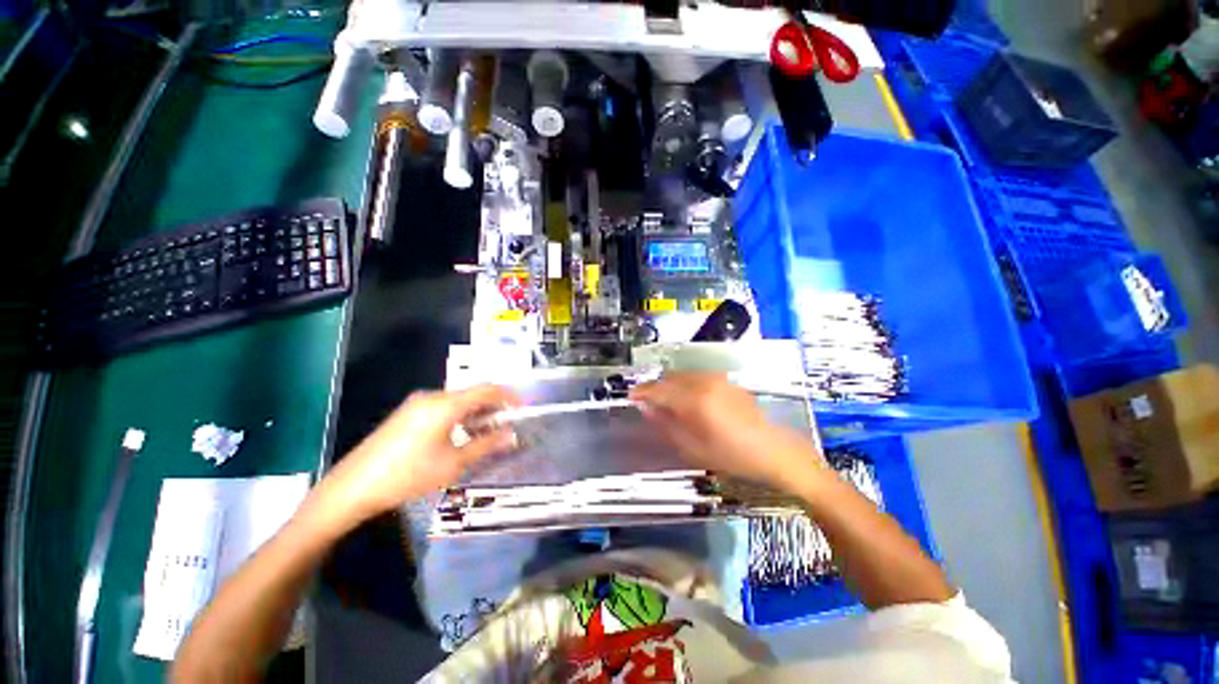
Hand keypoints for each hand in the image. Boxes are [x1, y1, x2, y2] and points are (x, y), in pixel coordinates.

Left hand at [313, 385, 521, 527]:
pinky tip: (461, 433)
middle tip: (507, 423)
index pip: (487, 389)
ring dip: (476, 411)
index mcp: (446, 404)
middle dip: (493, 405)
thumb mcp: (454, 463)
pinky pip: (443, 406)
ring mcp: (417, 403)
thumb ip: (486, 445)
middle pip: (472, 393)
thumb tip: (512, 435)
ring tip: (487, 430)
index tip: (522, 408)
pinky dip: (459, 414)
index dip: (508, 396)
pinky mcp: (407, 413)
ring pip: (458, 399)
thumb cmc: (409, 475)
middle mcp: (433, 396)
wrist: (353, 487)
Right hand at [630, 373, 825, 491]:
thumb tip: (646, 408)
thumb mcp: (693, 447)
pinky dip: (685, 385)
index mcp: (695, 400)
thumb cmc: (732, 456)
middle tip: (646, 403)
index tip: (630, 397)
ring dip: (669, 386)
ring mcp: (717, 379)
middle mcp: (705, 382)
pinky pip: (697, 377)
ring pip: (683, 376)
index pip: (659, 389)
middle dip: (655, 388)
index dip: (642, 392)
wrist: (774, 451)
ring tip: (664, 402)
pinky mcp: (726, 381)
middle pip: (670, 378)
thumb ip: (666, 424)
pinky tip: (686, 400)